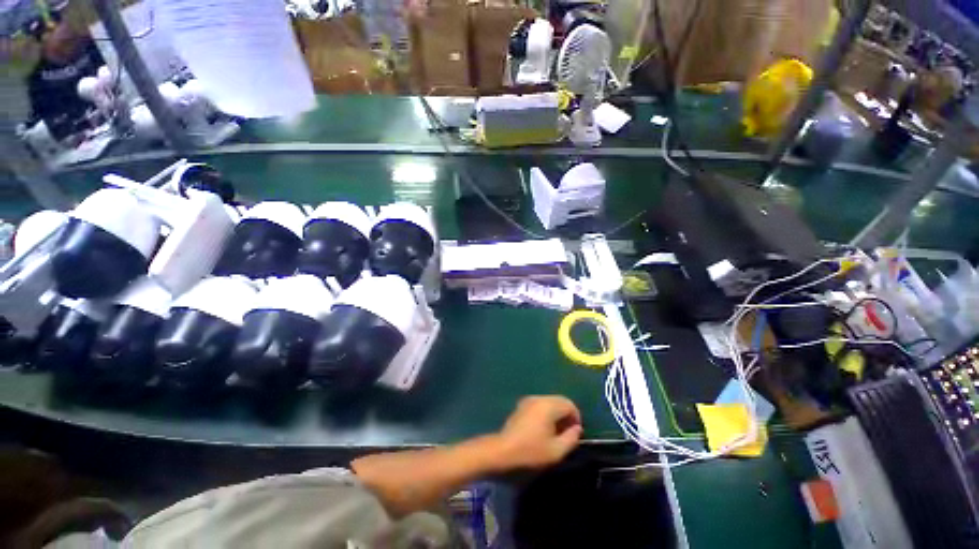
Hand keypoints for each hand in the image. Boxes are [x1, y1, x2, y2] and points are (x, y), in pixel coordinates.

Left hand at [493, 396, 582, 470]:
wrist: (503, 450)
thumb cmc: (531, 451)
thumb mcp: (556, 450)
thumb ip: (571, 438)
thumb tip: (577, 428)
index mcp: (548, 405)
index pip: (569, 404)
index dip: (576, 417)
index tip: (576, 433)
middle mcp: (539, 398)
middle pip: (560, 401)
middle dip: (567, 415)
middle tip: (567, 433)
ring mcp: (529, 400)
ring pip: (550, 402)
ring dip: (556, 414)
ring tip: (556, 432)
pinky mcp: (522, 405)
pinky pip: (540, 404)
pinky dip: (546, 412)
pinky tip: (543, 428)